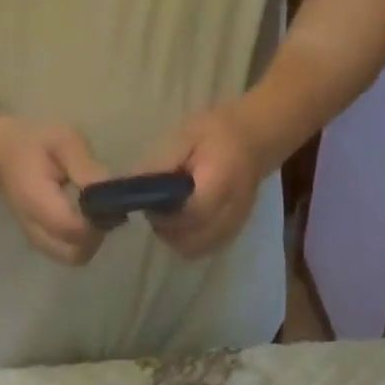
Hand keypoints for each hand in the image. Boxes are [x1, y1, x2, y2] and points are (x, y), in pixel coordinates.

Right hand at [0, 114, 109, 266]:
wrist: (2, 157)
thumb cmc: (35, 144)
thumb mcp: (63, 140)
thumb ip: (86, 166)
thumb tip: (113, 189)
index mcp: (36, 201)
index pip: (72, 229)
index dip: (97, 219)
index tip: (109, 199)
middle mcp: (35, 230)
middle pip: (76, 253)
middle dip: (97, 233)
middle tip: (104, 206)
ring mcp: (38, 242)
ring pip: (75, 257)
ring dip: (92, 239)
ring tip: (95, 210)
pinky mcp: (44, 245)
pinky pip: (70, 253)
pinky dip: (84, 241)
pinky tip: (86, 217)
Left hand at [136, 101, 273, 259]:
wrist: (254, 142)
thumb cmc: (215, 134)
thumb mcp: (184, 137)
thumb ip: (160, 164)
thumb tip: (130, 188)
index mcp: (222, 179)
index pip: (194, 212)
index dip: (167, 216)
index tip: (152, 206)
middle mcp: (232, 209)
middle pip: (192, 239)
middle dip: (167, 230)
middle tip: (157, 211)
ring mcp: (234, 226)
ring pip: (194, 249)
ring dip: (175, 238)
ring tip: (169, 217)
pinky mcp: (231, 235)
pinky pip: (202, 250)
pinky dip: (186, 242)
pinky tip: (182, 224)